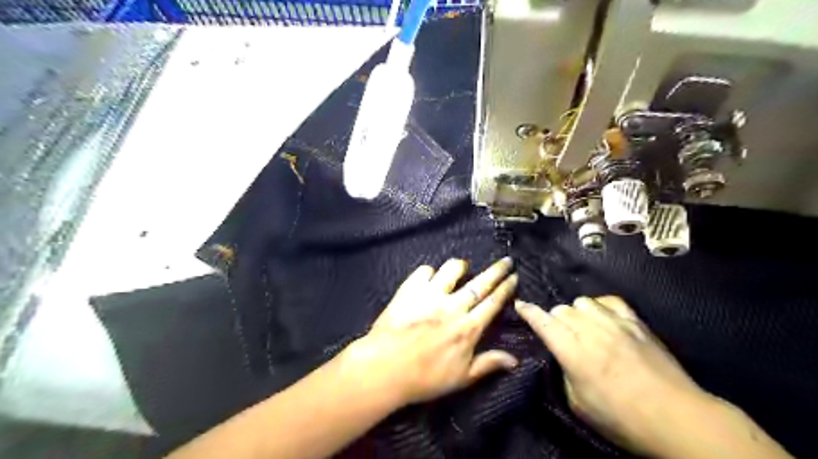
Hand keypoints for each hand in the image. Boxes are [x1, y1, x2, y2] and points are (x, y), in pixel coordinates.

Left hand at [342, 259, 520, 405]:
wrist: (385, 368)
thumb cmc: (425, 378)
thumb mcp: (461, 378)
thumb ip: (488, 364)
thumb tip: (515, 360)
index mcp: (468, 327)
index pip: (493, 302)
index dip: (506, 288)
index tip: (514, 276)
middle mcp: (453, 306)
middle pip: (480, 283)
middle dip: (496, 270)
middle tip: (506, 260)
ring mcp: (430, 295)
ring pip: (451, 270)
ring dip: (461, 266)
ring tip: (463, 267)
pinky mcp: (410, 290)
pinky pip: (423, 271)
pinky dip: (429, 272)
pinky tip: (430, 278)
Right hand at [519, 296, 714, 452]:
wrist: (678, 418)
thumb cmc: (623, 419)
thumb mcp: (579, 405)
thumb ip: (564, 373)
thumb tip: (561, 356)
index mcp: (574, 353)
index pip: (543, 322)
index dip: (528, 311)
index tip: (520, 305)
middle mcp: (591, 331)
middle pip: (561, 309)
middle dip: (553, 319)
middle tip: (559, 334)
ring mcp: (615, 323)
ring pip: (582, 301)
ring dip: (576, 312)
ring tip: (581, 326)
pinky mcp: (636, 322)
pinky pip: (609, 301)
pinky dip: (600, 306)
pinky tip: (603, 318)